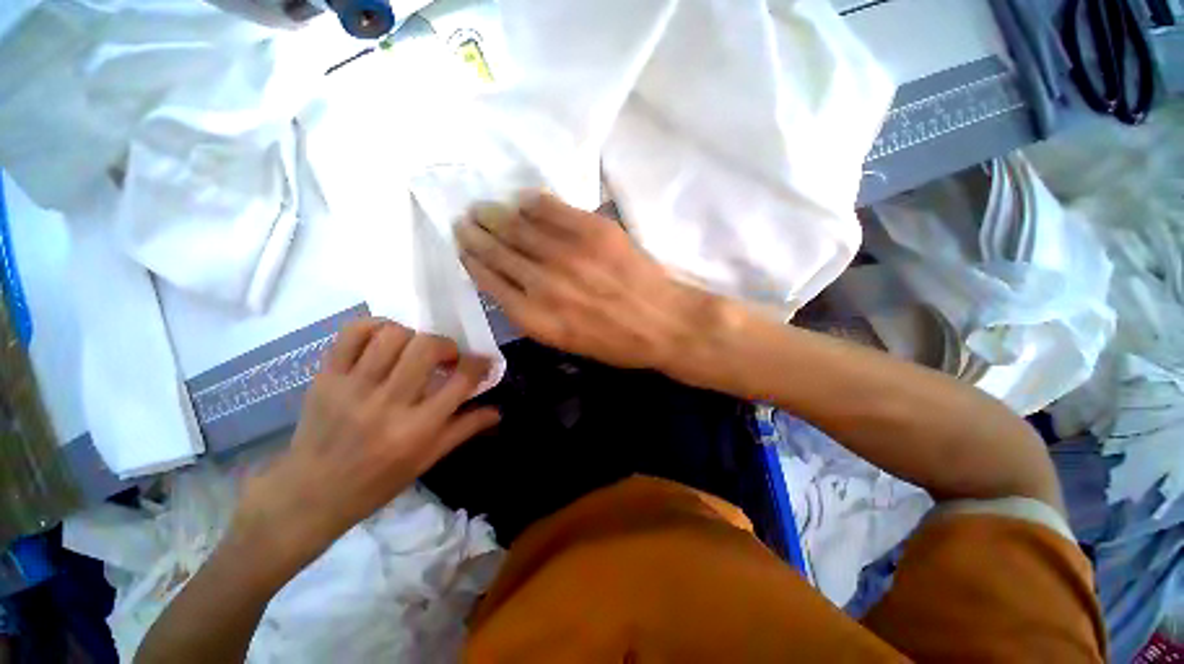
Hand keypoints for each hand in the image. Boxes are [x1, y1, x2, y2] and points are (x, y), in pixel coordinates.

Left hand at [231, 319, 499, 574]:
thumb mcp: (427, 460)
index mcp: (417, 429)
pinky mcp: (326, 377)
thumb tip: (498, 410)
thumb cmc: (377, 482)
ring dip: (413, 336)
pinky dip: (375, 326)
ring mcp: (352, 387)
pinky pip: (352, 333)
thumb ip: (465, 429)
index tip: (482, 361)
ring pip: (392, 335)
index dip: (479, 363)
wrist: (310, 492)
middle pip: (426, 347)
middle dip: (445, 344)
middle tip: (445, 356)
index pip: (461, 380)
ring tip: (413, 350)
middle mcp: (387, 403)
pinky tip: (385, 339)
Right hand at [455, 192, 719, 372]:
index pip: (489, 281)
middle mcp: (542, 283)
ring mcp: (567, 252)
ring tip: (482, 208)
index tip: (462, 247)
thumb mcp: (567, 342)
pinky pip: (550, 208)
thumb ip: (534, 314)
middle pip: (497, 250)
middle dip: (476, 233)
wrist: (664, 323)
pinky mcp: (592, 230)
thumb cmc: (617, 342)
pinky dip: (530, 202)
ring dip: (494, 214)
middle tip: (464, 220)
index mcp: (535, 318)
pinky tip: (520, 200)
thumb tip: (512, 283)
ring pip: (517, 226)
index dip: (472, 260)